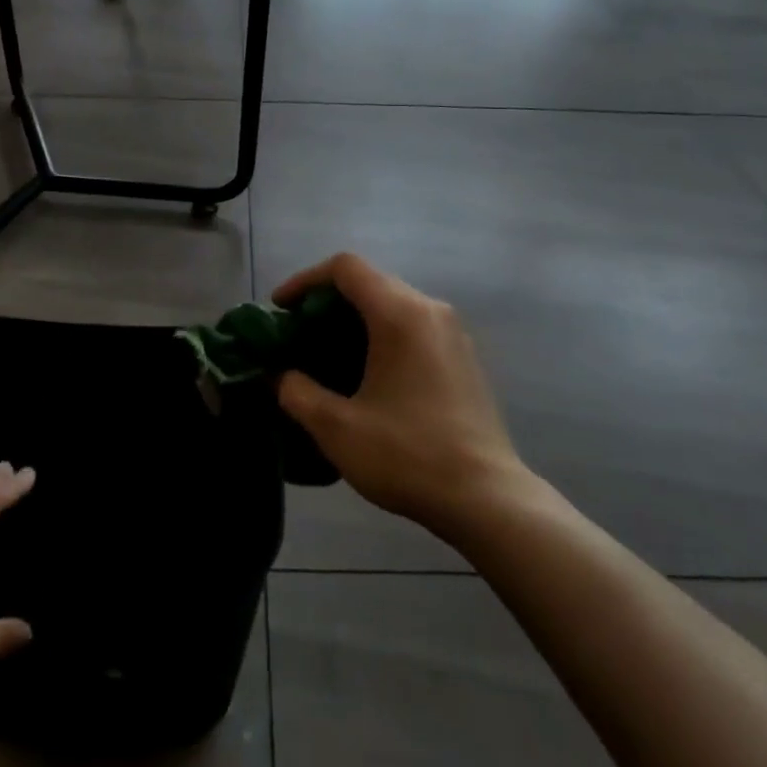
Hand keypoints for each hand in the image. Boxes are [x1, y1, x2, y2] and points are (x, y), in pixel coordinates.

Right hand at [274, 253, 533, 537]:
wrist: (486, 499)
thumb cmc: (408, 455)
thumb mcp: (336, 428)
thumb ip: (296, 392)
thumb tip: (279, 375)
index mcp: (400, 315)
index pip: (345, 268)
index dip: (305, 279)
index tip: (281, 309)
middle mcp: (430, 311)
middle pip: (371, 282)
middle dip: (327, 301)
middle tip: (299, 335)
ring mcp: (453, 333)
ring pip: (394, 304)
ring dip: (356, 319)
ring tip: (328, 355)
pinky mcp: (464, 358)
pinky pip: (414, 327)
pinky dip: (383, 335)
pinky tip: (368, 375)